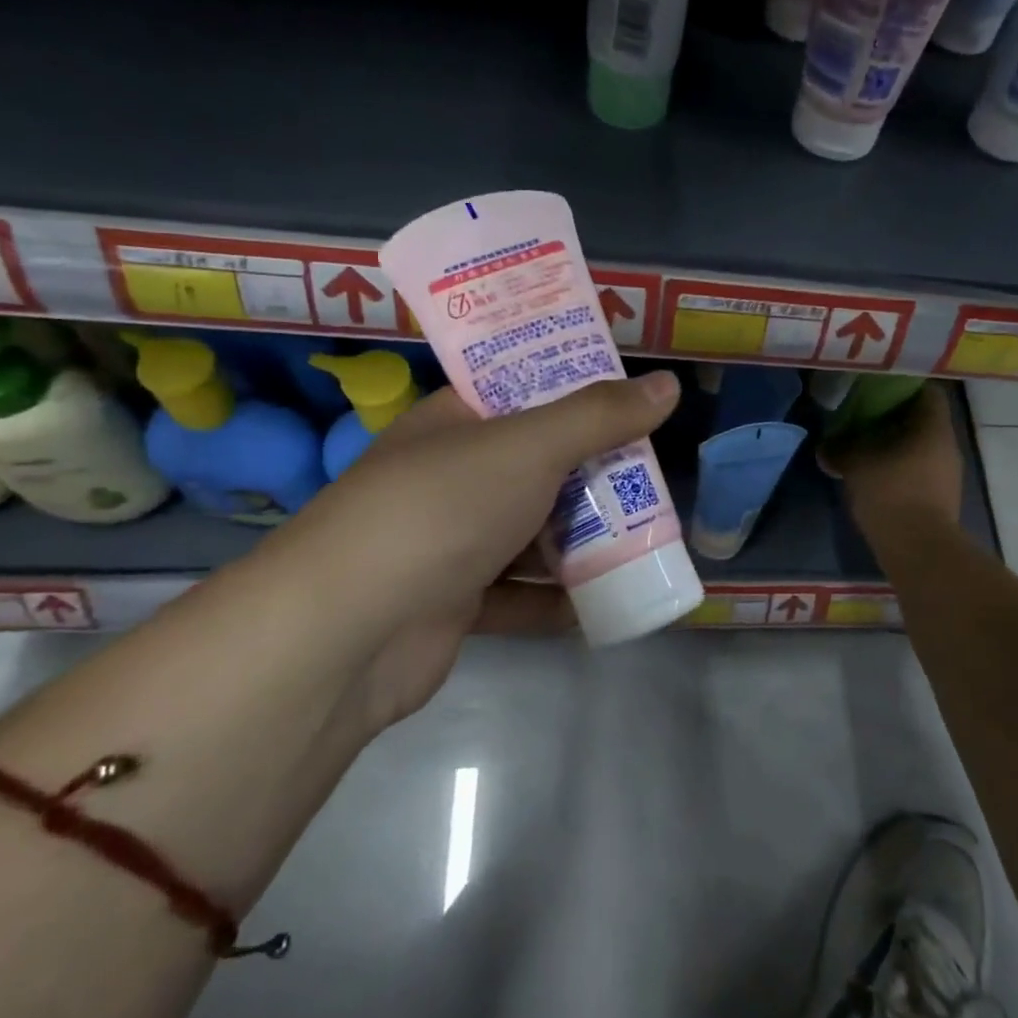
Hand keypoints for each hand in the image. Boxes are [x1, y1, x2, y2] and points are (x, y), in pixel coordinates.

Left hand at [249, 371, 681, 729]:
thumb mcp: (528, 446)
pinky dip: (560, 600)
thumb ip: (599, 416)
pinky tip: (608, 604)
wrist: (350, 632)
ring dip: (584, 542)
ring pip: (532, 533)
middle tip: (654, 480)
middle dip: (594, 476)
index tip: (633, 403)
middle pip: (538, 467)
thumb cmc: (442, 509)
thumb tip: (667, 385)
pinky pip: (521, 595)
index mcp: (455, 423)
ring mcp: (450, 543)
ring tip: (647, 542)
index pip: (523, 392)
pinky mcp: (456, 604)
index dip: (577, 393)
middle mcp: (451, 478)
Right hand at [820, 382, 965, 543]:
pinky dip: (900, 468)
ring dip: (897, 445)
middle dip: (895, 418)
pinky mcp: (941, 498)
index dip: (903, 386)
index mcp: (934, 427)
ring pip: (921, 447)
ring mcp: (948, 474)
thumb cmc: (891, 493)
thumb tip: (824, 447)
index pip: (928, 392)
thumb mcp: (856, 465)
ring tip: (866, 446)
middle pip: (923, 420)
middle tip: (864, 417)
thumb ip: (840, 449)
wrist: (918, 549)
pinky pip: (920, 471)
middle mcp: (948, 446)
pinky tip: (876, 475)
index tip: (877, 389)